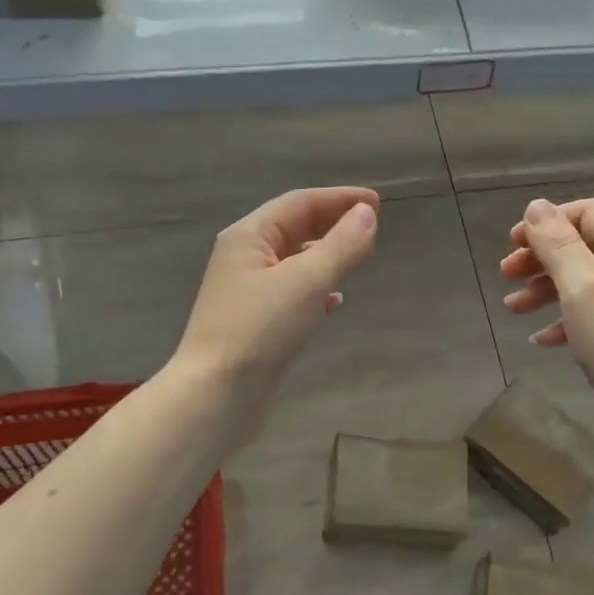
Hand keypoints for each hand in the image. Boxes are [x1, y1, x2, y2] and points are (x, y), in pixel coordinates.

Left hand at [173, 187, 379, 434]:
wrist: (216, 396)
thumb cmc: (259, 329)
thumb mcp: (307, 281)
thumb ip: (341, 245)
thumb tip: (367, 214)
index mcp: (248, 237)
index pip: (299, 203)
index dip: (339, 198)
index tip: (377, 202)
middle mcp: (243, 258)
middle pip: (294, 228)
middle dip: (333, 224)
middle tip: (372, 227)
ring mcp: (247, 292)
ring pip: (293, 261)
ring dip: (326, 254)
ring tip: (359, 257)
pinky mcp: (255, 323)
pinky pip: (291, 292)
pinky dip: (316, 288)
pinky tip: (335, 300)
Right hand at [500, 197, 593, 465]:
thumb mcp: (583, 289)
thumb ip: (559, 245)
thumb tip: (537, 207)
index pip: (587, 212)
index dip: (548, 222)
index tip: (513, 245)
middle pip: (583, 246)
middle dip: (541, 257)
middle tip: (506, 276)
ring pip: (584, 283)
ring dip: (546, 290)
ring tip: (513, 309)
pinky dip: (565, 321)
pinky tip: (543, 341)